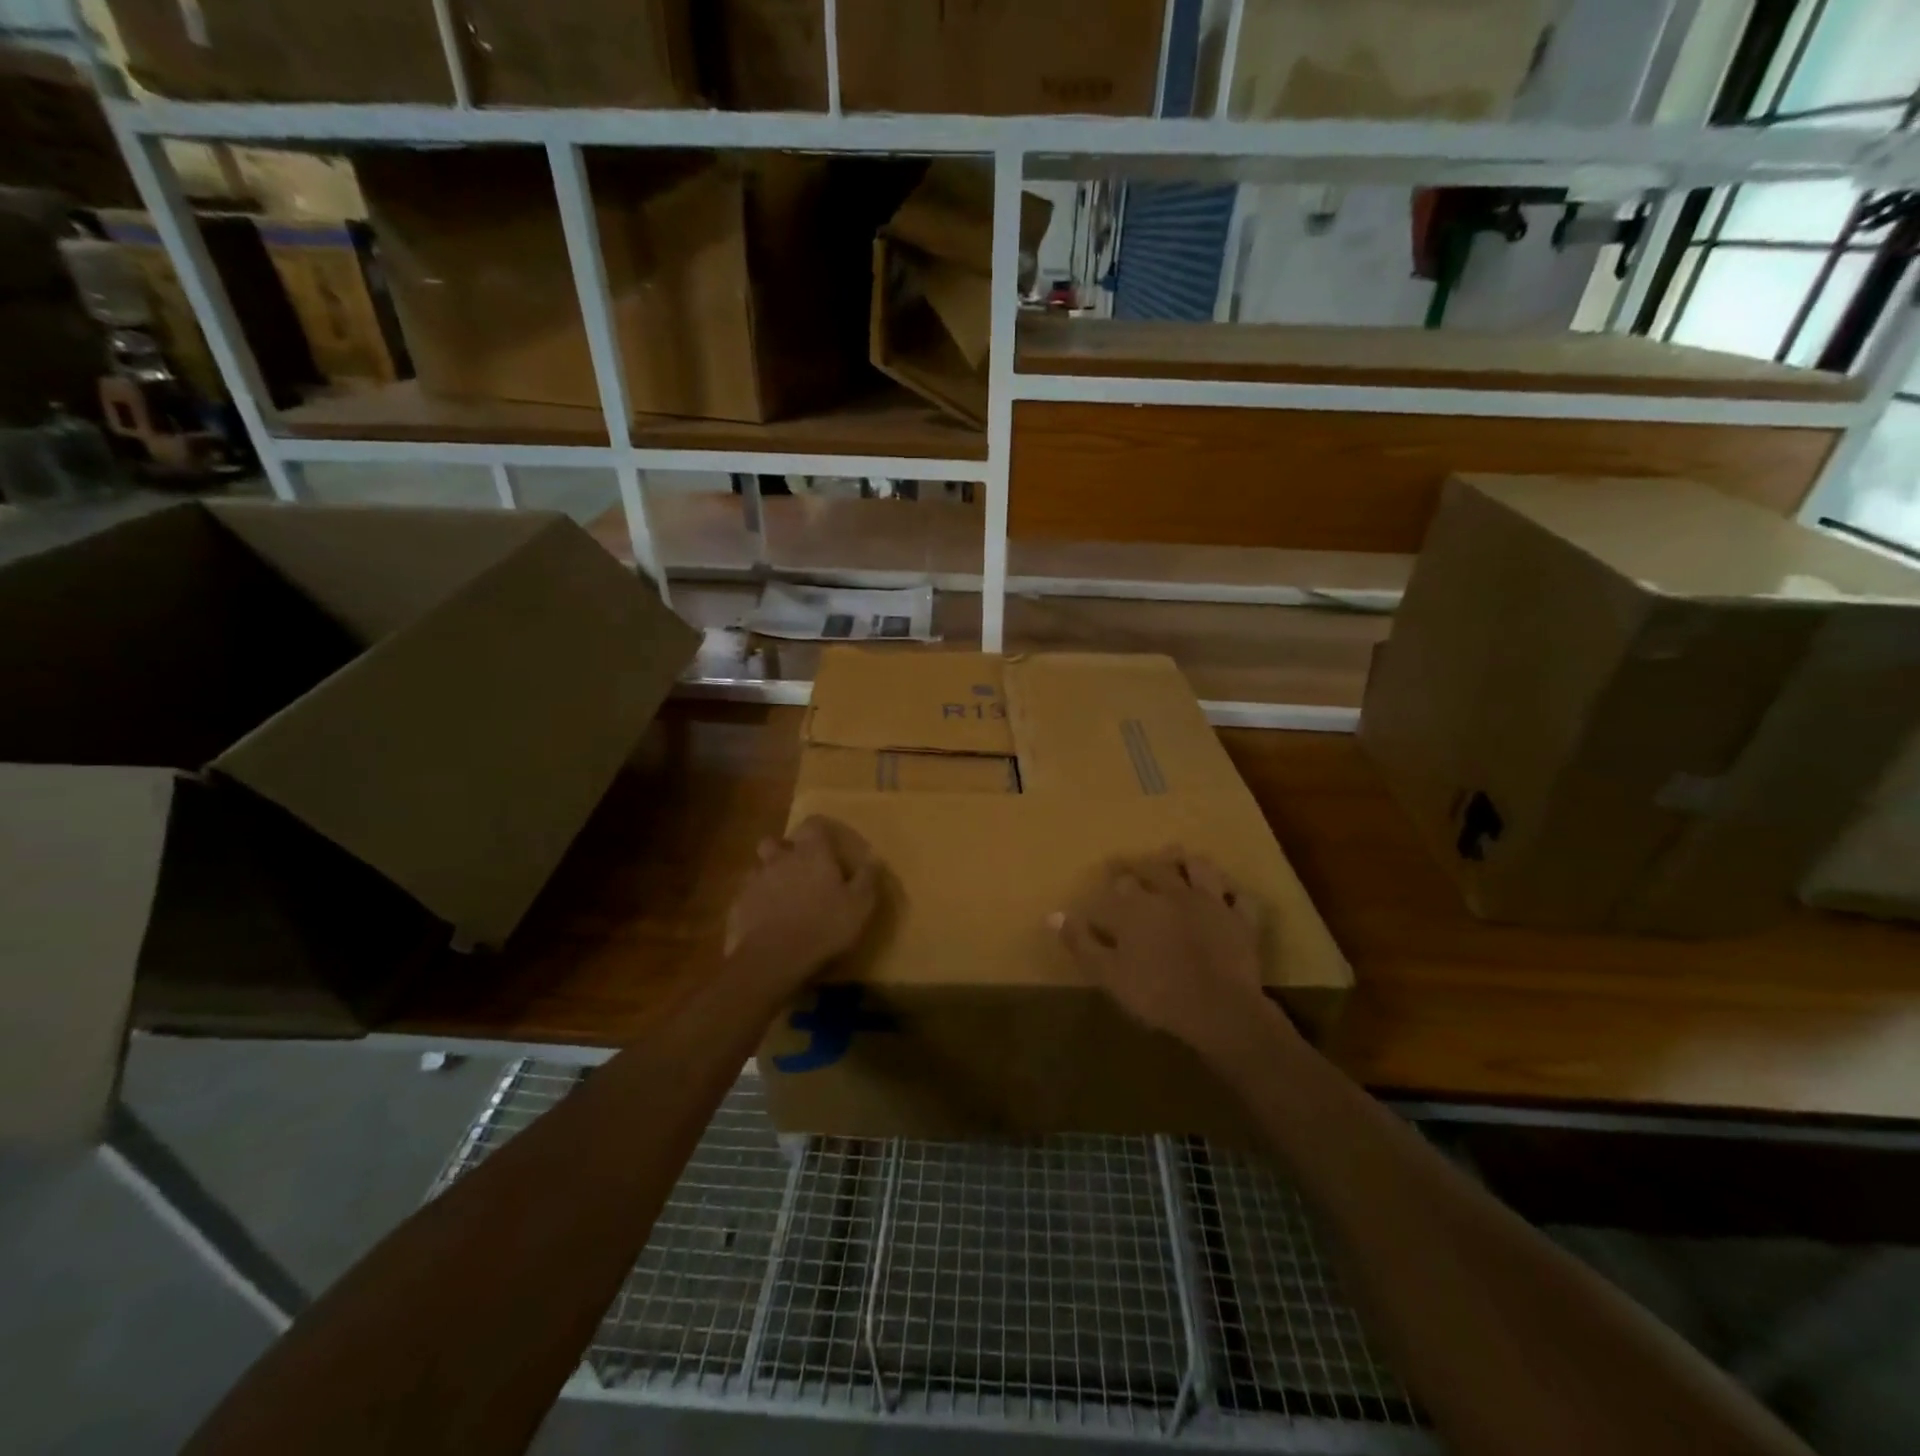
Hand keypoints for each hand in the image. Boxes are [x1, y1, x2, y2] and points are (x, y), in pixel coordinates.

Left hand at [725, 816, 879, 986]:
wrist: (773, 959)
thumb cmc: (824, 926)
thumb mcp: (860, 905)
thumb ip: (867, 878)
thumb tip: (874, 858)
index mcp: (811, 853)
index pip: (813, 824)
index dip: (821, 830)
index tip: (829, 843)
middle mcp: (779, 858)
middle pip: (775, 841)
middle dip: (784, 850)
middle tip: (799, 868)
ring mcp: (754, 881)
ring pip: (758, 868)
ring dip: (768, 876)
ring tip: (781, 896)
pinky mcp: (738, 905)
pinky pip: (747, 896)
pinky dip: (756, 902)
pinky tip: (765, 920)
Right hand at [1050, 848, 1272, 1052]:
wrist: (1219, 1010)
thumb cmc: (1156, 993)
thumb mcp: (1108, 973)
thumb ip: (1081, 942)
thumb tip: (1052, 915)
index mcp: (1138, 907)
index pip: (1120, 883)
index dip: (1113, 879)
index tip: (1107, 878)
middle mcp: (1173, 894)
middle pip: (1156, 867)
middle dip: (1143, 863)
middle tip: (1135, 862)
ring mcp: (1210, 903)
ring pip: (1200, 869)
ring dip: (1188, 862)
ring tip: (1180, 858)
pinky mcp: (1240, 920)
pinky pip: (1239, 898)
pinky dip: (1231, 893)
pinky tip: (1226, 894)